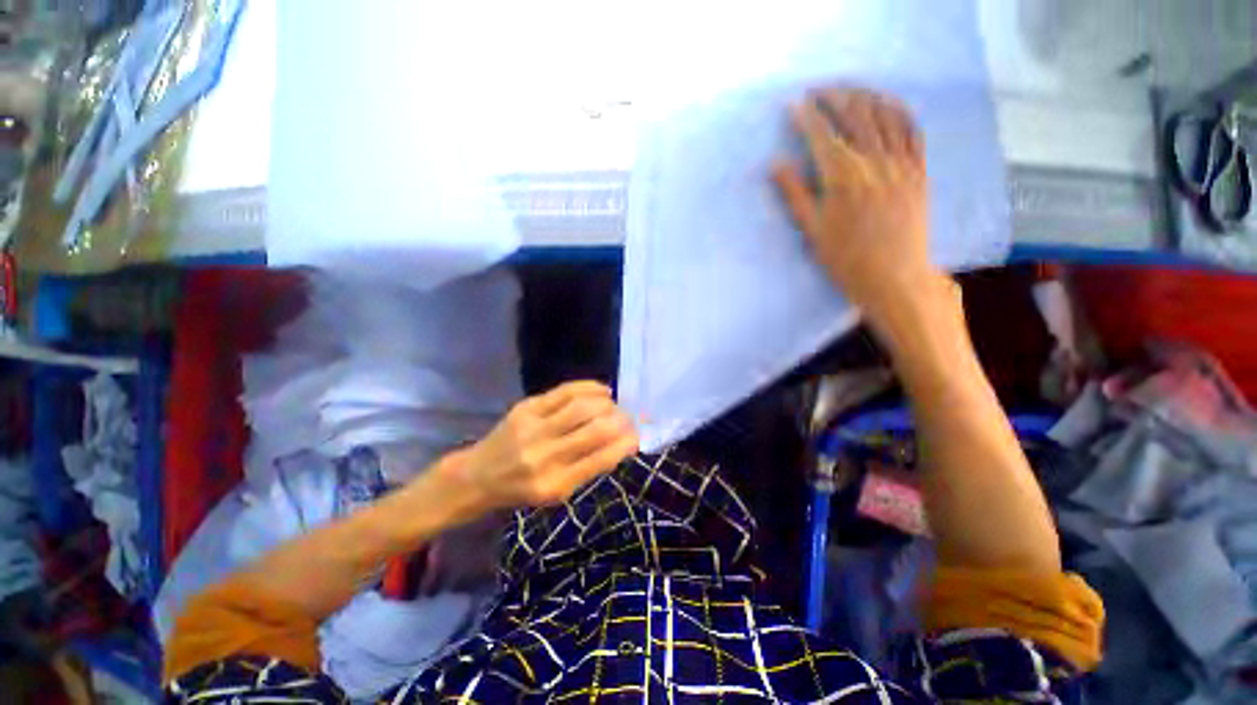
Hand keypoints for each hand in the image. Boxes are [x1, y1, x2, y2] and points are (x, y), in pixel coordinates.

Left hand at [444, 381, 638, 511]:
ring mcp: (533, 428)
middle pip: (596, 428)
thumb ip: (589, 468)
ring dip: (607, 403)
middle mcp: (545, 455)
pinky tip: (601, 392)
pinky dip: (590, 388)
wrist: (479, 476)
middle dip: (621, 420)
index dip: (626, 443)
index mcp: (556, 484)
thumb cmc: (523, 489)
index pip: (603, 458)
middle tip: (628, 418)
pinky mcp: (526, 408)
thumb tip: (622, 442)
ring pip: (583, 406)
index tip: (637, 435)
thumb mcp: (558, 493)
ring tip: (613, 406)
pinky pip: (565, 391)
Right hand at [773, 88, 939, 321]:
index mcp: (843, 178)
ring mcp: (901, 163)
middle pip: (854, 114)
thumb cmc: (846, 260)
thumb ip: (794, 194)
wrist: (894, 278)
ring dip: (865, 95)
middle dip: (833, 96)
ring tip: (848, 90)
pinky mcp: (919, 170)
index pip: (821, 135)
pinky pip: (913, 129)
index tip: (793, 105)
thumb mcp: (812, 231)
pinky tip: (887, 104)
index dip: (805, 117)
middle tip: (817, 90)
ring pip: (885, 114)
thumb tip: (775, 165)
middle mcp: (874, 161)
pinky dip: (898, 110)